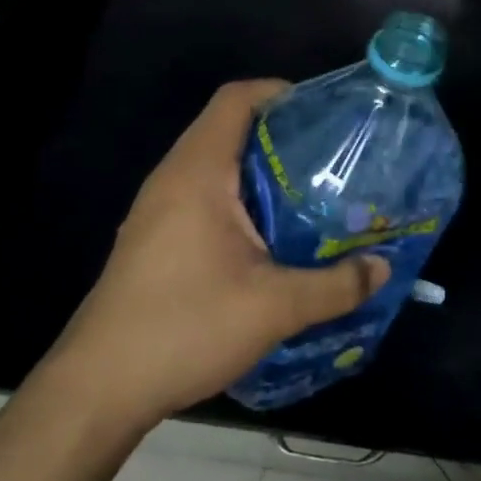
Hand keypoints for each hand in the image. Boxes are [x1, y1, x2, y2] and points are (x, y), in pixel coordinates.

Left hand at [52, 80, 388, 427]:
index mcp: (197, 172)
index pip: (235, 99)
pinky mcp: (154, 239)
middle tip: (330, 155)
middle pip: (228, 128)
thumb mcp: (273, 308)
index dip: (278, 92)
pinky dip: (240, 197)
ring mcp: (157, 210)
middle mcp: (173, 178)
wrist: (98, 389)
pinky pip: (203, 195)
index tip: (321, 111)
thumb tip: (382, 268)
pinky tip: (270, 236)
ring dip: (260, 169)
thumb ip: (335, 285)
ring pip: (215, 164)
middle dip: (280, 134)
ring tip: (310, 191)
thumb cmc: (184, 327)